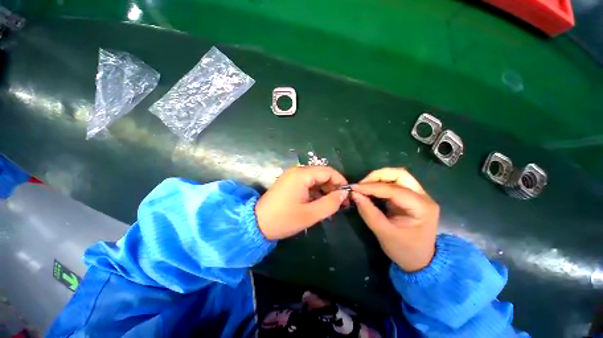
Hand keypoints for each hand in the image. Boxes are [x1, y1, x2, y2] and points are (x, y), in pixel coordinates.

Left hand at [256, 166, 349, 239]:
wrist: (257, 224)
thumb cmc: (284, 219)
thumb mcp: (310, 214)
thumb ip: (330, 203)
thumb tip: (344, 193)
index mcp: (302, 175)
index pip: (328, 171)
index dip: (340, 181)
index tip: (347, 195)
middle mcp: (297, 171)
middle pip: (322, 174)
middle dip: (333, 186)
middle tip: (341, 202)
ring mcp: (292, 176)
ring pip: (315, 179)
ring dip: (325, 190)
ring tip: (331, 205)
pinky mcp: (289, 183)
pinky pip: (307, 183)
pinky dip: (315, 191)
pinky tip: (319, 203)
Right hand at [351, 168, 438, 271]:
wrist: (420, 261)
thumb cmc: (404, 250)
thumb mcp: (384, 234)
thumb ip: (368, 212)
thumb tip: (354, 194)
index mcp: (422, 207)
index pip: (394, 189)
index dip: (372, 187)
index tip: (354, 188)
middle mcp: (423, 197)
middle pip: (400, 174)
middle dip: (378, 176)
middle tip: (361, 185)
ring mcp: (417, 196)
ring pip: (397, 176)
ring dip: (378, 178)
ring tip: (364, 187)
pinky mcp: (409, 197)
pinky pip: (394, 184)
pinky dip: (380, 184)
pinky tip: (370, 191)